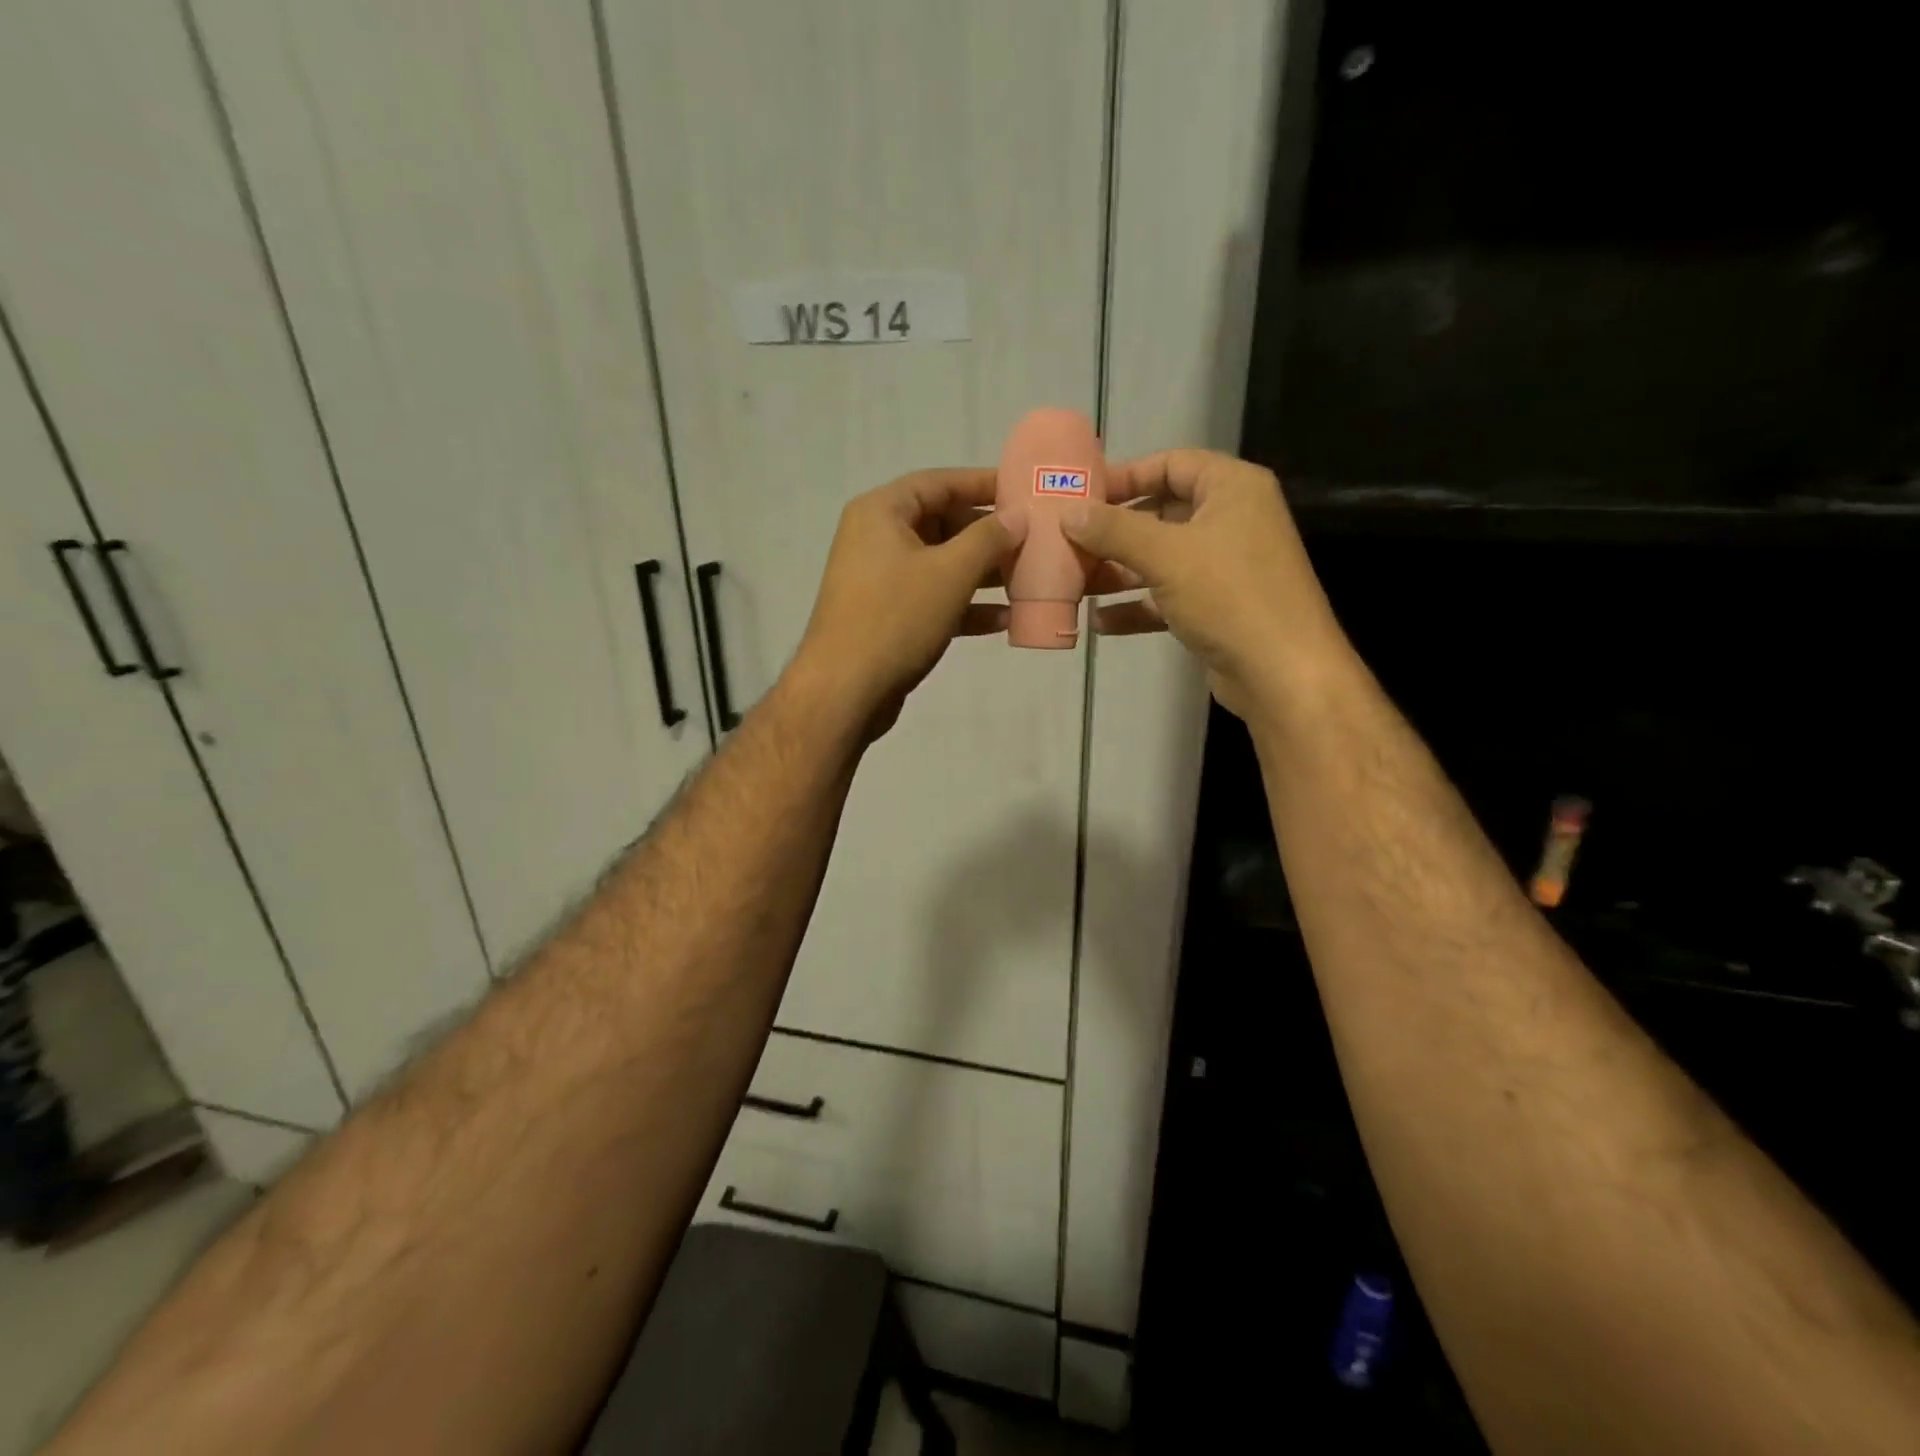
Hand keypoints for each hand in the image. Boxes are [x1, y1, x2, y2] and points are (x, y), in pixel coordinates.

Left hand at [791, 468, 1024, 735]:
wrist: (845, 691)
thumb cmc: (896, 618)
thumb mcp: (950, 572)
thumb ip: (988, 539)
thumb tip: (1016, 516)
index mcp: (882, 512)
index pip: (939, 482)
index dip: (983, 484)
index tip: (1023, 489)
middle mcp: (877, 539)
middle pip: (942, 524)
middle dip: (988, 535)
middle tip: (1032, 540)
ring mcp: (881, 580)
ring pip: (941, 565)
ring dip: (983, 574)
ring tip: (1027, 579)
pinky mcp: (888, 617)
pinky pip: (933, 599)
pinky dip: (965, 606)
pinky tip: (1005, 619)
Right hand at [1061, 449, 1344, 720]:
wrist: (1281, 673)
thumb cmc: (1229, 595)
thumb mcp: (1165, 555)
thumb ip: (1113, 530)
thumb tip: (1068, 512)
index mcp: (1232, 488)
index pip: (1171, 464)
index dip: (1125, 476)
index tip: (1081, 495)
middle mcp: (1232, 520)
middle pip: (1162, 512)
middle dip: (1114, 530)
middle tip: (1069, 540)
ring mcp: (1225, 567)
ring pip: (1161, 558)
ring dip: (1119, 570)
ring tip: (1075, 582)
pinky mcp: (1217, 608)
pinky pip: (1168, 597)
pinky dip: (1137, 606)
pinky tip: (1100, 622)